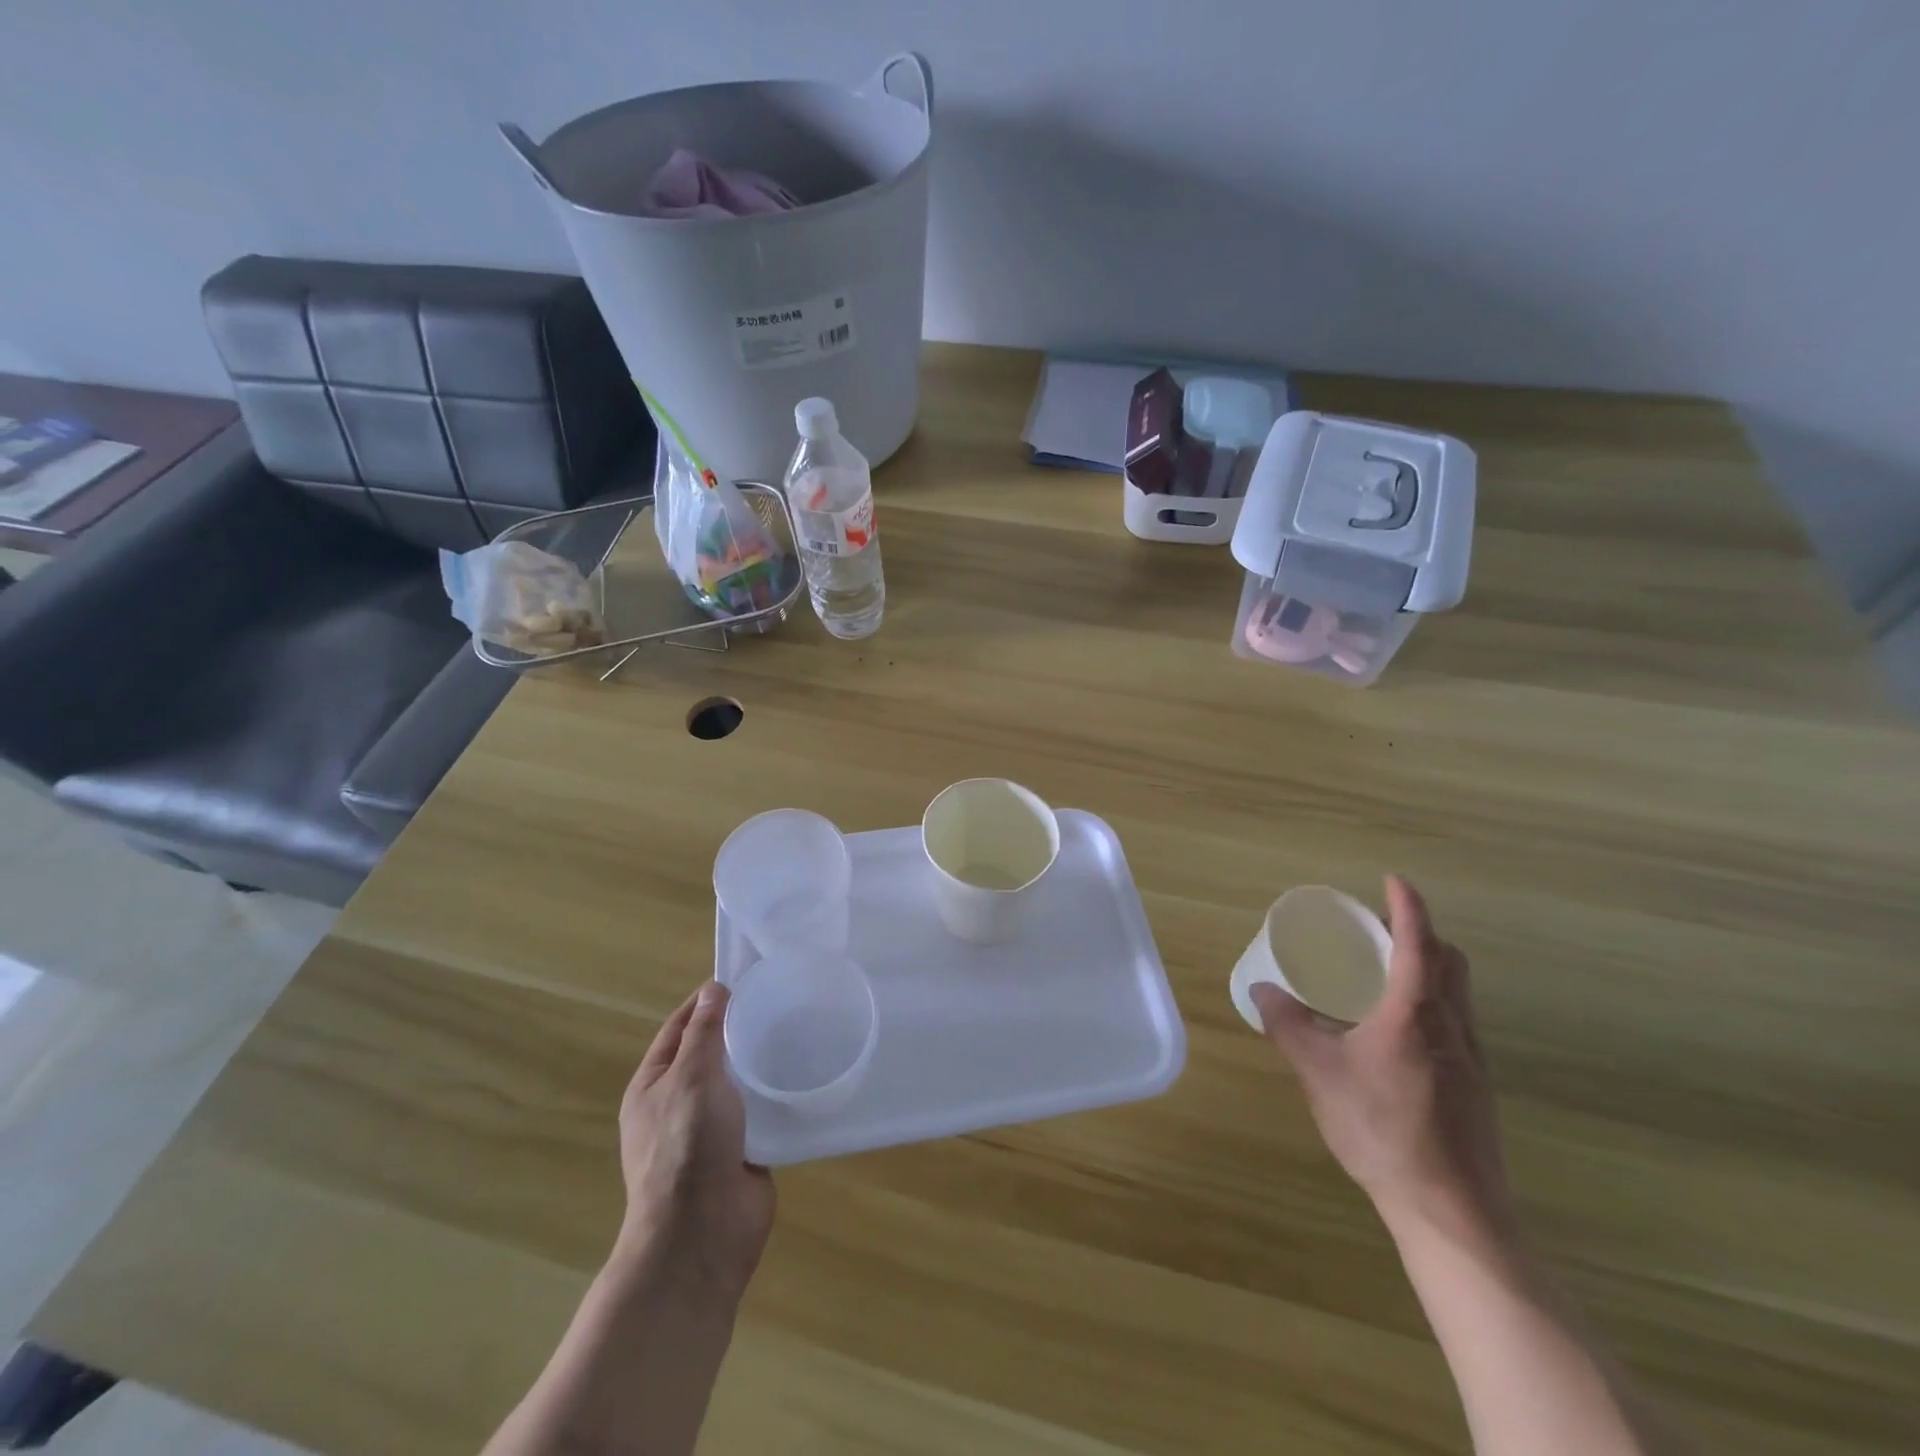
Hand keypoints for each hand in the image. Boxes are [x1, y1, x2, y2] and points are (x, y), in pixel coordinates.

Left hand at [618, 982, 775, 1300]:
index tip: (741, 979)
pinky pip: (761, 1112)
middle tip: (779, 1001)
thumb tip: (713, 989)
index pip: (678, 1029)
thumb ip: (704, 1033)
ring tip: (799, 1031)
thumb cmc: (686, 1146)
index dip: (704, 1003)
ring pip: (738, 1083)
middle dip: (738, 1030)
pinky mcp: (743, 1151)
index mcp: (653, 1086)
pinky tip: (804, 1075)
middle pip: (710, 1055)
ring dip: (761, 1063)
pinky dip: (777, 1095)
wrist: (702, 1233)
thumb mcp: (691, 1077)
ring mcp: (711, 1131)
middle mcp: (679, 1105)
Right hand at [1252, 876, 1510, 1242]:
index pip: (1418, 941)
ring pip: (1459, 993)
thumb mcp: (1319, 1072)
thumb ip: (1288, 1025)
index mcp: (1415, 1012)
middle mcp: (1452, 1025)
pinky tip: (1399, 1033)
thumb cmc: (1381, 1129)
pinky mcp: (1477, 1087)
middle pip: (1450, 961)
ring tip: (1387, 974)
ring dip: (1431, 968)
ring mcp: (1472, 1058)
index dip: (1407, 905)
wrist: (1451, 1210)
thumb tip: (1261, 989)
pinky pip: (1458, 1022)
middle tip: (1381, 929)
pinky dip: (1434, 1002)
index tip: (1392, 879)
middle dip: (1423, 933)